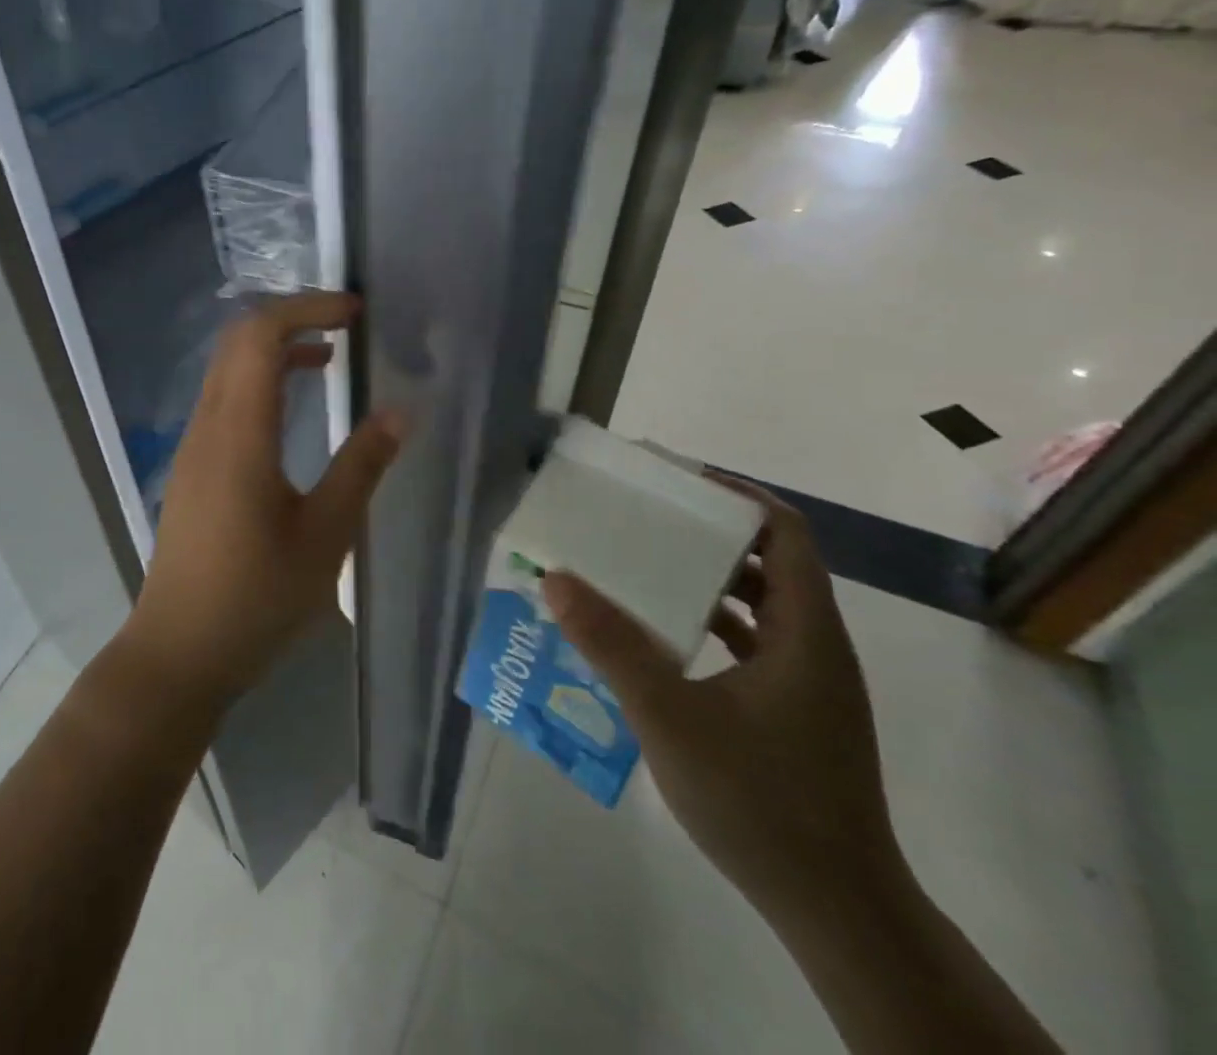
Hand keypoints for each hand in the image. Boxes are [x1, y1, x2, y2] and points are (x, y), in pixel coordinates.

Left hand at [123, 292, 404, 708]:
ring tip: (330, 360)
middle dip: (291, 318)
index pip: (260, 336)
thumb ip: (361, 467)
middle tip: (347, 326)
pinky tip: (292, 412)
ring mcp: (193, 447)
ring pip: (227, 370)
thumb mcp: (324, 536)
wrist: (179, 651)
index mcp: (239, 434)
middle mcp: (207, 427)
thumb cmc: (256, 598)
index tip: (354, 312)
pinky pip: (223, 400)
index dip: (306, 308)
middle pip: (237, 342)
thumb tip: (400, 412)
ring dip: (274, 350)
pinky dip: (259, 382)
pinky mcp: (191, 468)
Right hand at [541, 475, 903, 924]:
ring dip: (708, 580)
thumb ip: (612, 645)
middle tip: (645, 519)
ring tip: (644, 567)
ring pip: (762, 606)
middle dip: (709, 532)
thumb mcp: (670, 716)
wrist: (838, 911)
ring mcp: (810, 684)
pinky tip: (662, 637)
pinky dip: (713, 624)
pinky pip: (755, 644)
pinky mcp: (797, 714)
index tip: (678, 483)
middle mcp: (816, 647)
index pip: (785, 533)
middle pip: (770, 562)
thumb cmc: (760, 801)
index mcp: (805, 632)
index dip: (738, 495)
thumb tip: (557, 579)